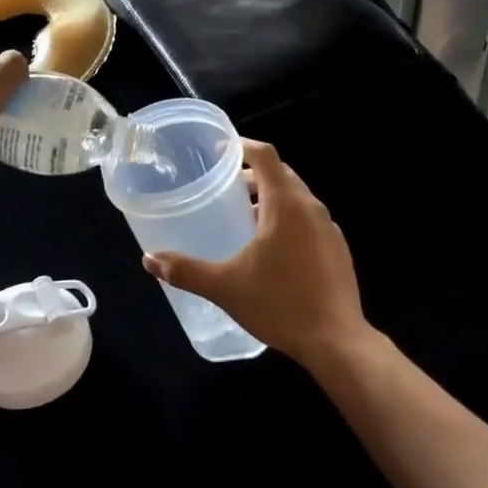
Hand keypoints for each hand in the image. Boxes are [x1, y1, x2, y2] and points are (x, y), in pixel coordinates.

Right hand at [143, 141, 369, 370]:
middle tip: (226, 187)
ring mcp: (329, 228)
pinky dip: (289, 219)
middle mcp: (310, 207)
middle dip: (254, 174)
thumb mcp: (225, 287)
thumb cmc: (279, 304)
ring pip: (297, 197)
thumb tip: (150, 260)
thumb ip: (186, 270)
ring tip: (245, 219)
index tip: (220, 151)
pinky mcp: (338, 248)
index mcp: (286, 204)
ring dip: (272, 198)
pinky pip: (309, 220)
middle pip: (281, 173)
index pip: (266, 155)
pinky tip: (273, 250)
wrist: (337, 341)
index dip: (242, 146)